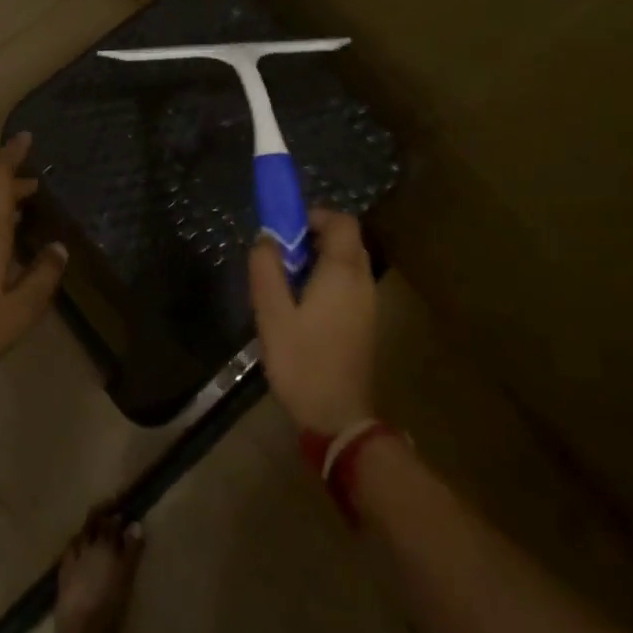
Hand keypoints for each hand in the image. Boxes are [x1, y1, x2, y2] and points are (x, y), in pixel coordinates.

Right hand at [248, 208, 377, 435]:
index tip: (285, 228)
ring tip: (286, 279)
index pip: (342, 221)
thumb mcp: (272, 313)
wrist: (338, 417)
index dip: (315, 215)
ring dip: (319, 258)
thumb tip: (266, 237)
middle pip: (346, 239)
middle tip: (281, 254)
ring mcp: (367, 303)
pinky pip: (348, 283)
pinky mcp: (364, 322)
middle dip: (313, 235)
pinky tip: (301, 304)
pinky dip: (327, 278)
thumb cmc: (302, 360)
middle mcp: (361, 281)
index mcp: (342, 272)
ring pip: (347, 262)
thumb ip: (266, 268)